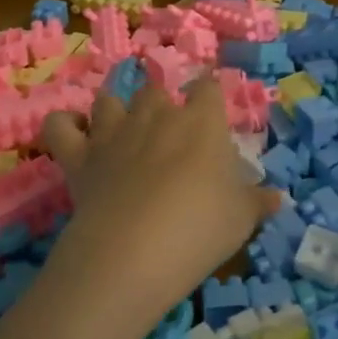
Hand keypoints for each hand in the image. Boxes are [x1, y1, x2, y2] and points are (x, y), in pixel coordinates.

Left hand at [40, 79, 279, 319]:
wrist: (133, 251)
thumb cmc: (200, 229)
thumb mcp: (241, 219)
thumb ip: (258, 202)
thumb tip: (277, 197)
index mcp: (201, 122)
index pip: (208, 87)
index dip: (210, 90)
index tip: (212, 100)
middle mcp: (155, 115)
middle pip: (155, 89)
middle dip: (160, 101)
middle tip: (167, 129)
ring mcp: (113, 132)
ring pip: (109, 99)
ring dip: (114, 108)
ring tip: (120, 128)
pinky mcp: (79, 156)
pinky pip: (60, 126)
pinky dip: (65, 126)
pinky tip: (73, 136)